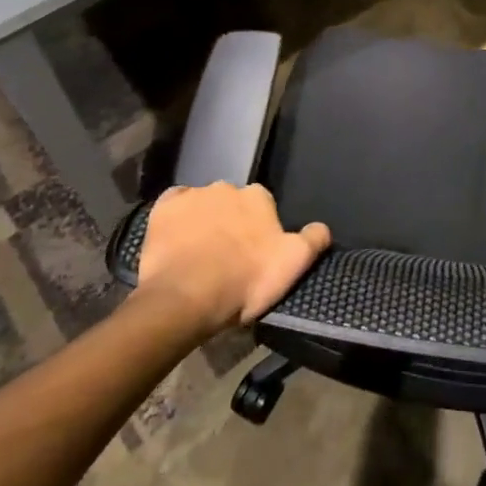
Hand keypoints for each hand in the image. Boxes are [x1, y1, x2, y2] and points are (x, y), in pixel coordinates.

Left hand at [135, 183, 329, 337]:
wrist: (185, 298)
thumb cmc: (244, 281)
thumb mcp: (293, 265)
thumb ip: (313, 240)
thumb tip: (322, 227)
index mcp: (258, 197)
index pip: (264, 206)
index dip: (260, 229)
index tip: (256, 253)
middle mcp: (227, 187)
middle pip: (233, 203)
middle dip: (231, 221)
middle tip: (228, 255)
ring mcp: (192, 195)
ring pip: (203, 204)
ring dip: (204, 220)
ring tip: (200, 253)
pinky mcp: (162, 208)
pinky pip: (173, 206)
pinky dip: (177, 218)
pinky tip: (176, 240)